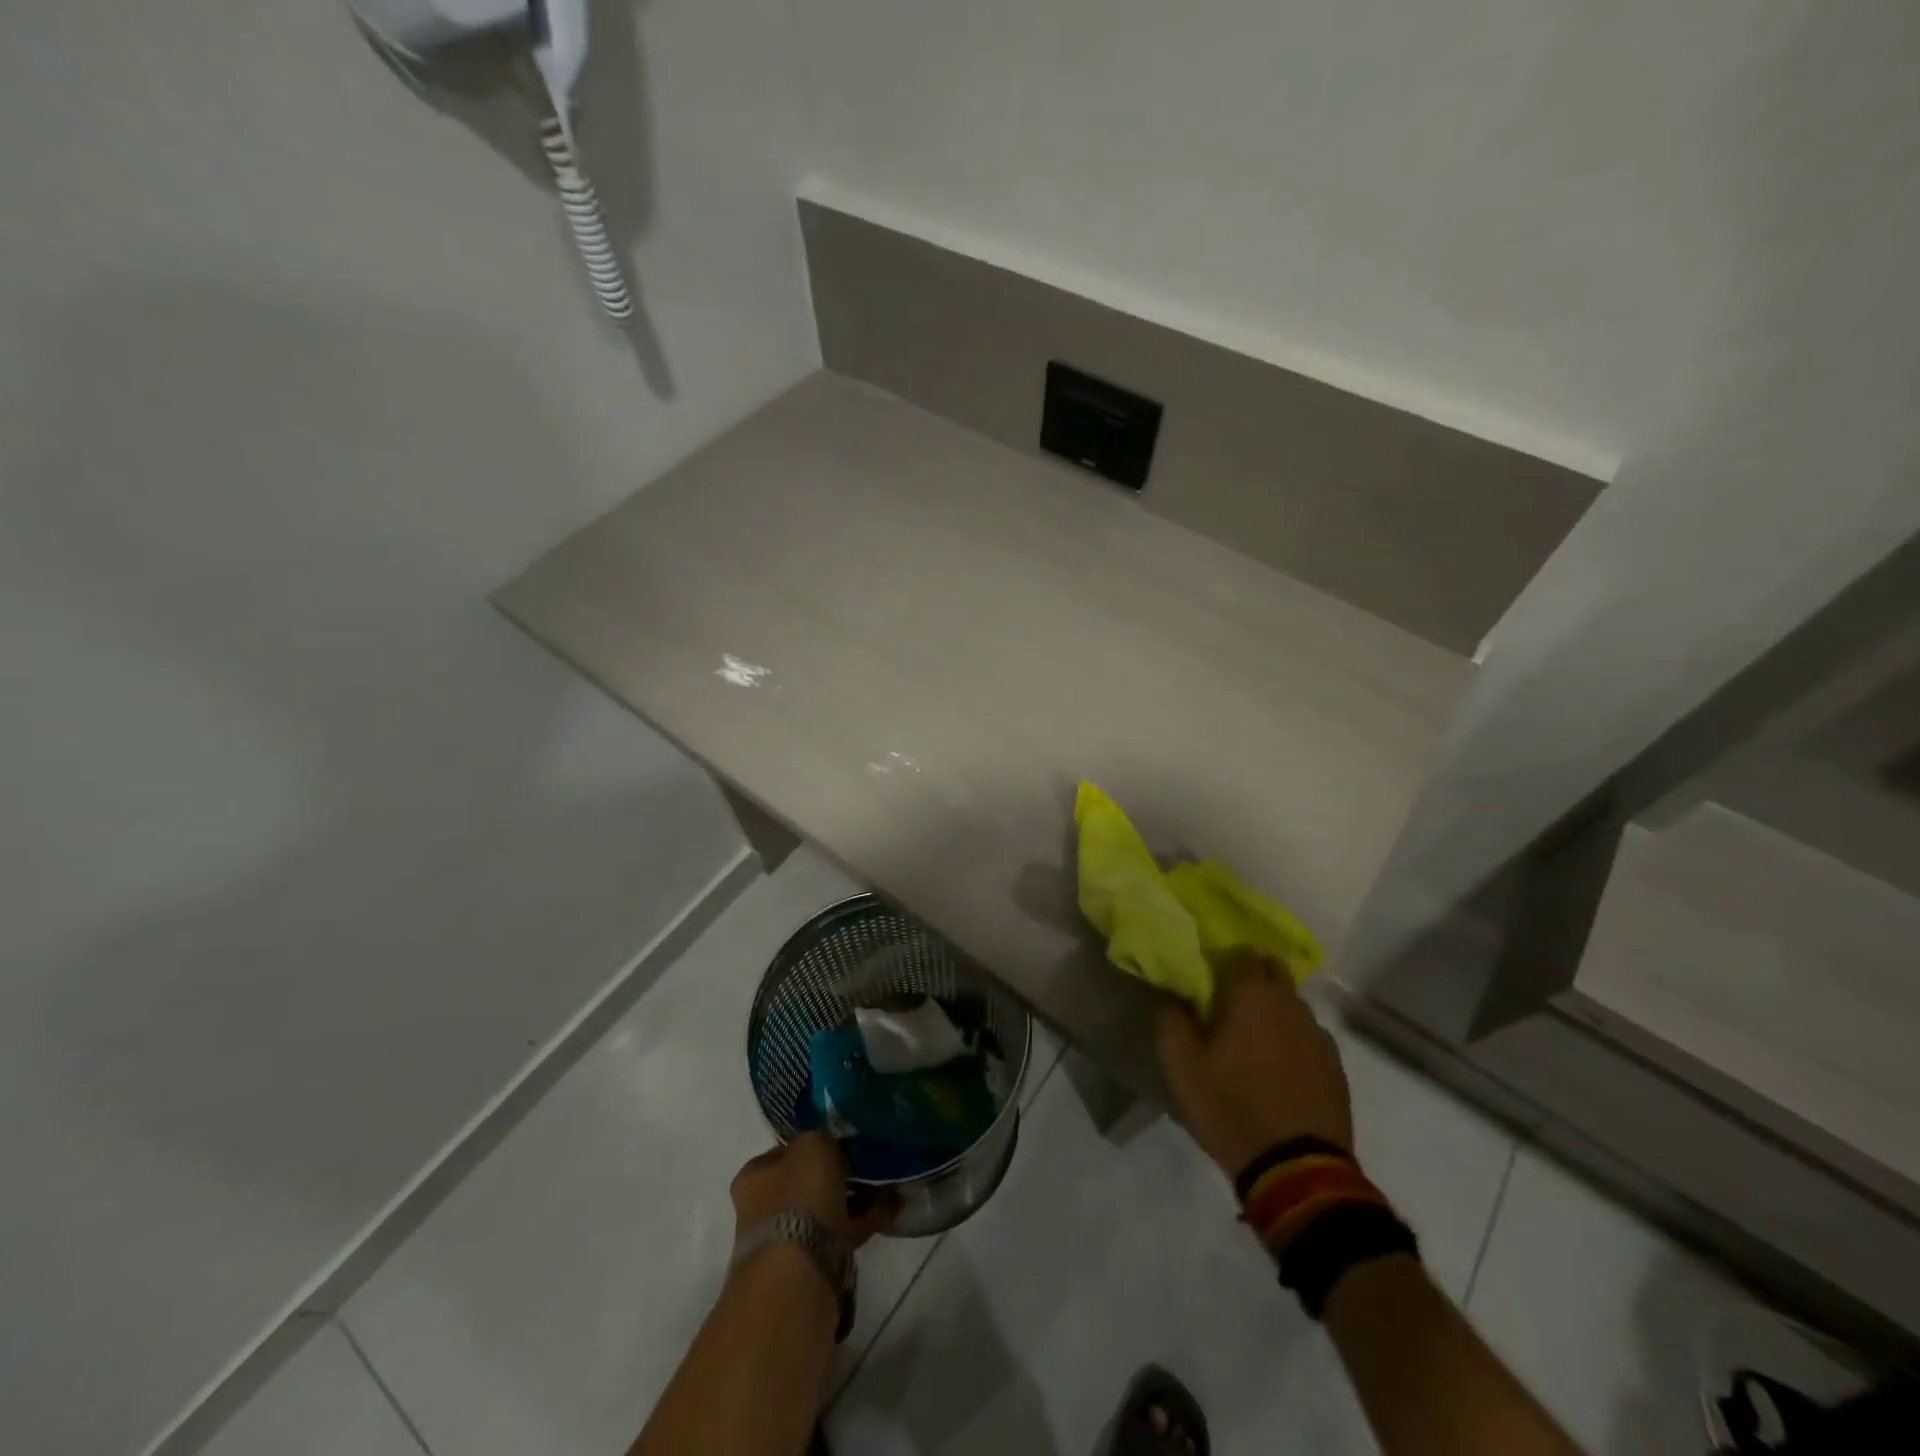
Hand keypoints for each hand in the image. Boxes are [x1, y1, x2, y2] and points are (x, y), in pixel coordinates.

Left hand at [729, 1133, 899, 1248]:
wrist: (797, 1272)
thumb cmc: (799, 1196)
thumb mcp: (813, 1143)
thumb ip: (821, 1138)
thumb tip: (829, 1147)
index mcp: (755, 1176)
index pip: (784, 1152)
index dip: (813, 1145)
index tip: (841, 1143)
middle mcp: (762, 1208)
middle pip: (805, 1183)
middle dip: (837, 1176)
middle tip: (867, 1166)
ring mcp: (784, 1239)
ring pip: (825, 1210)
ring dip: (853, 1200)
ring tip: (887, 1188)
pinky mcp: (808, 1265)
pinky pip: (840, 1234)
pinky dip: (862, 1222)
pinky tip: (889, 1211)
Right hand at [1155, 950, 1353, 1180]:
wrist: (1298, 1171)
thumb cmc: (1231, 1108)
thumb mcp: (1181, 1066)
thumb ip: (1171, 1019)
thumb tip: (1172, 993)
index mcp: (1252, 996)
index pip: (1241, 953)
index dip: (1222, 958)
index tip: (1206, 974)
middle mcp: (1291, 1005)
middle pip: (1273, 971)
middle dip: (1251, 976)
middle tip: (1226, 1001)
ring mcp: (1318, 1036)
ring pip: (1292, 1005)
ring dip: (1273, 1009)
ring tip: (1252, 1037)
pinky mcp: (1335, 1067)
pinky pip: (1308, 1036)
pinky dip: (1291, 1039)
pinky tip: (1278, 1066)